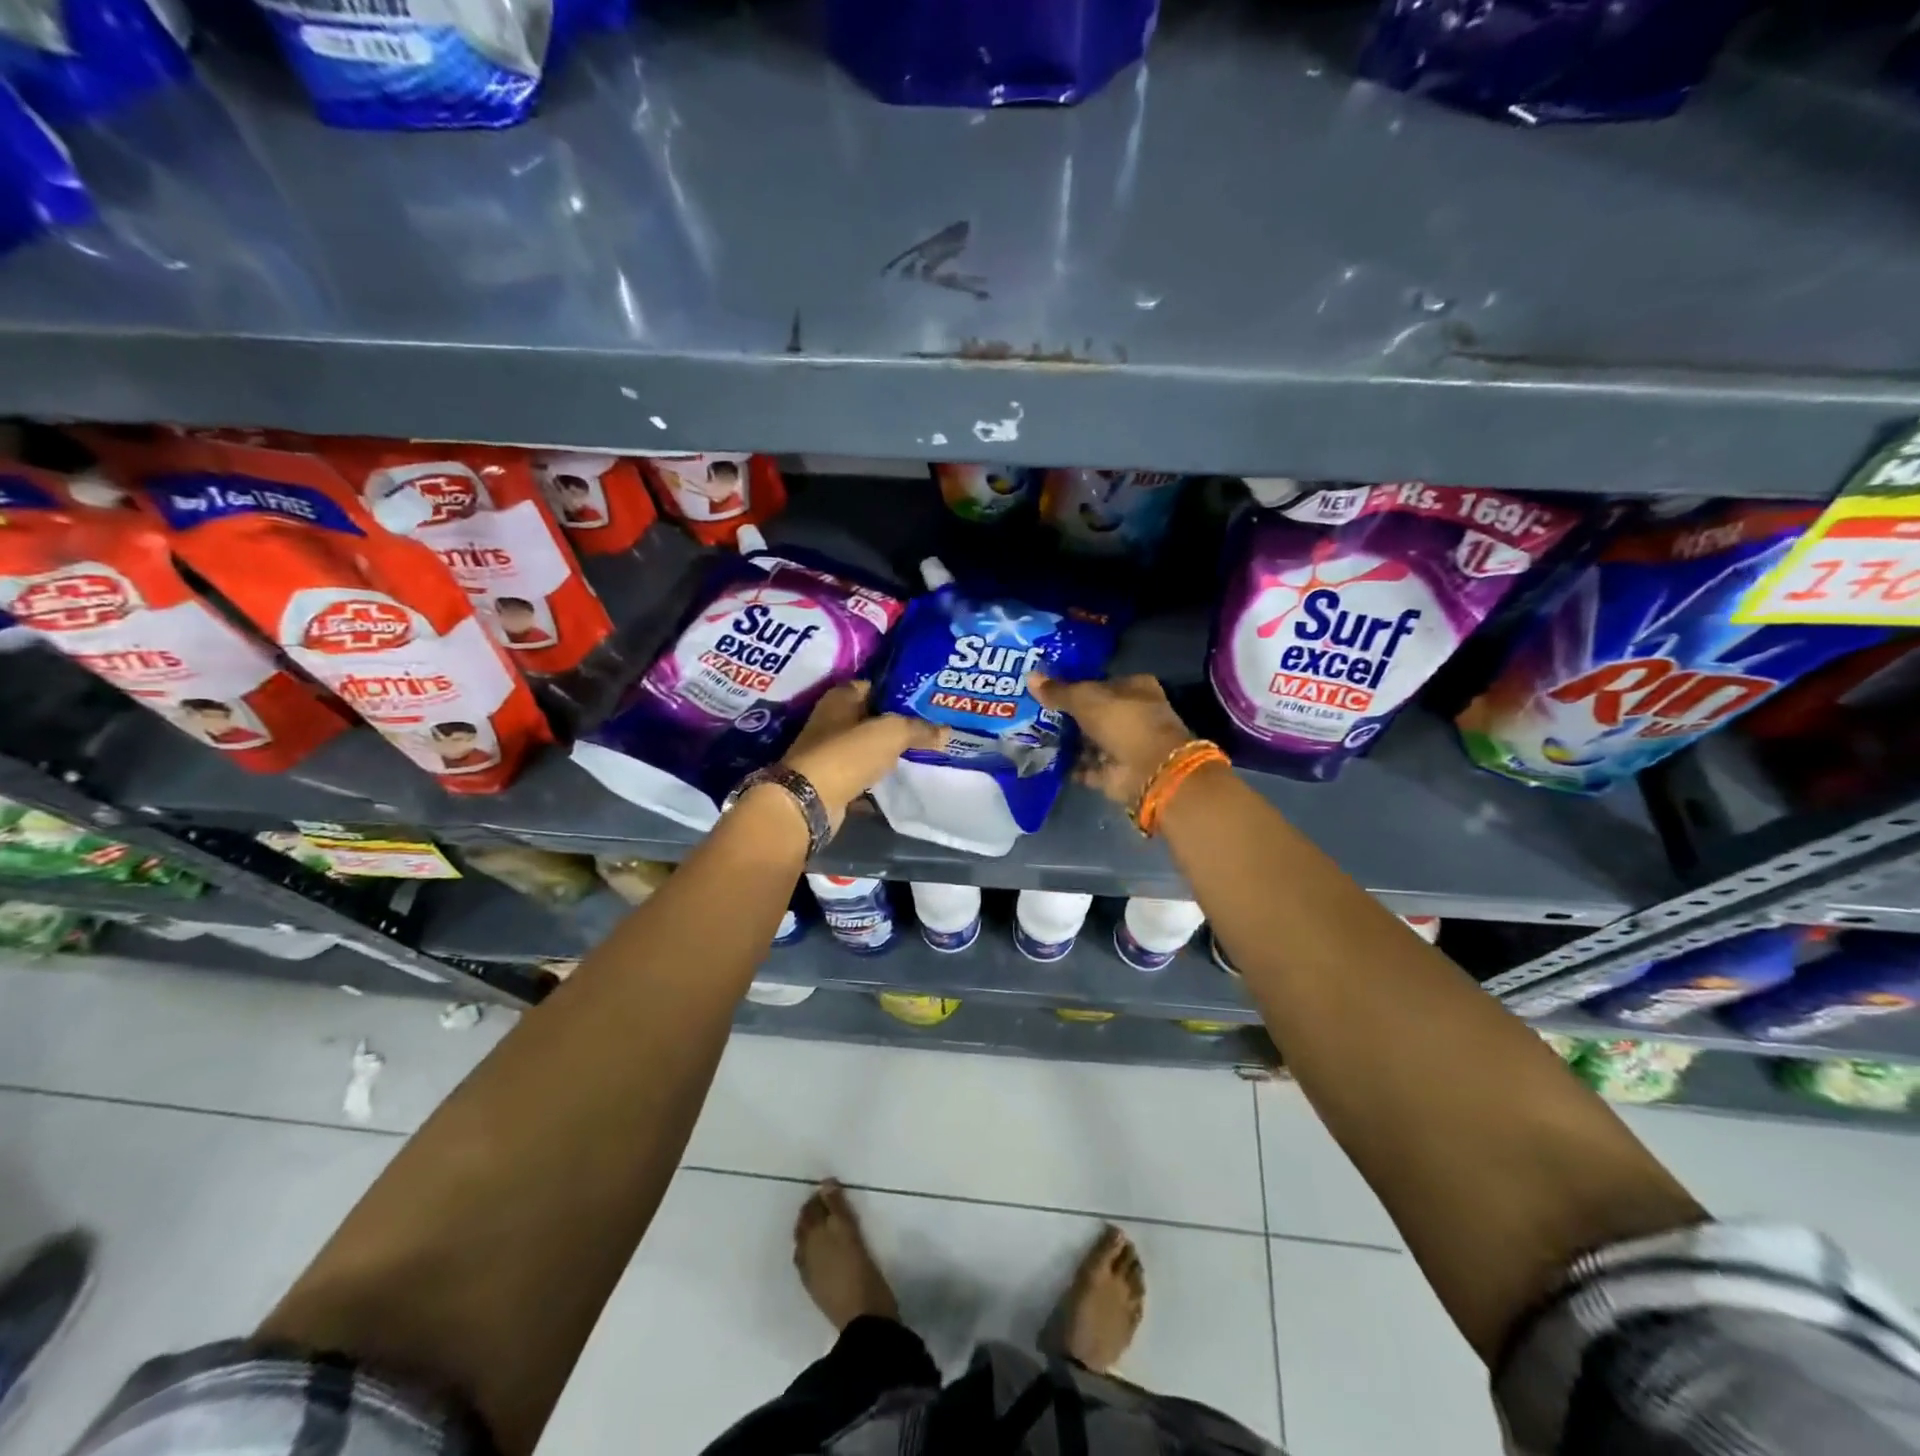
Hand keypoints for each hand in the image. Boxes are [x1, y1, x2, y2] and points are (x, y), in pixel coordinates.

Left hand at [779, 681, 947, 834]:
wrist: (810, 801)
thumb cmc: (847, 754)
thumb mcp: (891, 733)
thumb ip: (919, 729)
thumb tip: (945, 731)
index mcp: (840, 698)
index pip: (874, 686)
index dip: (898, 691)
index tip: (925, 700)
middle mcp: (831, 721)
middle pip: (871, 717)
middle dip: (897, 723)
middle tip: (930, 727)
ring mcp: (829, 752)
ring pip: (867, 747)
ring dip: (888, 751)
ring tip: (922, 752)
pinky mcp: (832, 780)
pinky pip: (862, 774)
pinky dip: (878, 777)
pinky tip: (901, 779)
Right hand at [1028, 672, 1196, 808]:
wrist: (1148, 769)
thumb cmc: (1122, 721)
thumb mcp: (1085, 699)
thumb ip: (1058, 691)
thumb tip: (1030, 676)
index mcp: (1134, 688)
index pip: (1100, 683)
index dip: (1075, 685)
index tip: (1046, 689)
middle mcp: (1132, 715)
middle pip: (1093, 713)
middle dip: (1067, 716)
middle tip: (1033, 713)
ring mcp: (1124, 746)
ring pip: (1089, 741)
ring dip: (1067, 742)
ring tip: (1033, 736)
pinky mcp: (1114, 772)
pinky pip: (1086, 767)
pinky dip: (1070, 766)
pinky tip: (1045, 760)